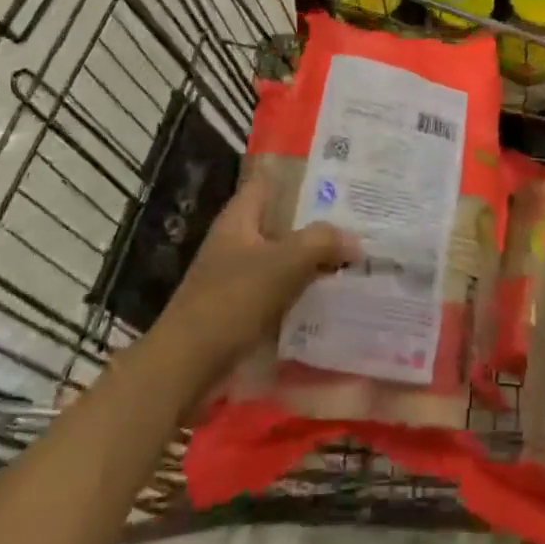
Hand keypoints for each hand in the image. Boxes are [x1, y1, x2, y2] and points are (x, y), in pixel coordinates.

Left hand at [148, 173, 359, 391]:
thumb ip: (321, 242)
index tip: (338, 178)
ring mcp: (238, 275)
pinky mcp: (242, 308)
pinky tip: (333, 295)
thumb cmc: (231, 301)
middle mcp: (237, 240)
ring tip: (355, 255)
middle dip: (316, 220)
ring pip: (284, 256)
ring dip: (313, 258)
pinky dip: (303, 289)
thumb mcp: (283, 264)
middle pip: (281, 220)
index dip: (300, 175)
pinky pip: (281, 288)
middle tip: (358, 219)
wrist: (186, 368)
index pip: (269, 181)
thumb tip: (355, 240)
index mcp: (239, 218)